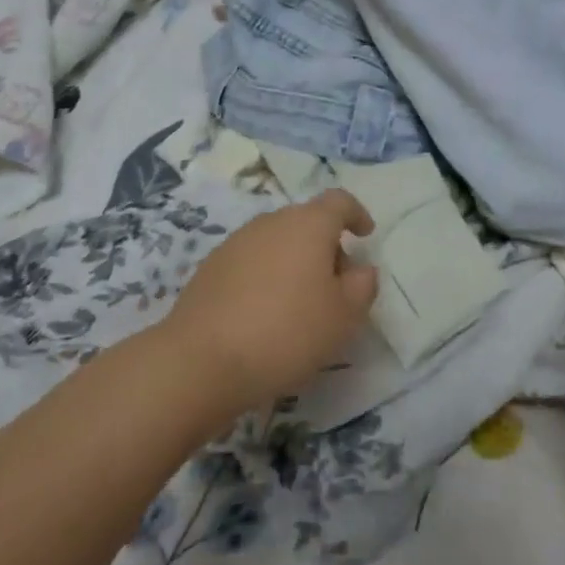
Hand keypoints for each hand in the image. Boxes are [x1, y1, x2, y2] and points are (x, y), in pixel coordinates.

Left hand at [162, 189, 376, 428]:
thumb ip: (363, 286)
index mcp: (309, 224)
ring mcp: (236, 243)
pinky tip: (264, 314)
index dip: (356, 214)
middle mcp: (271, 223)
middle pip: (307, 221)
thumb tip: (360, 269)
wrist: (198, 362)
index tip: (365, 235)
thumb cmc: (286, 333)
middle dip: (326, 245)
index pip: (339, 202)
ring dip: (294, 261)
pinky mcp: (209, 269)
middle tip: (336, 283)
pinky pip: (251, 262)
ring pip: (277, 242)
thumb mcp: (344, 316)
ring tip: (300, 303)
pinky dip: (265, 277)